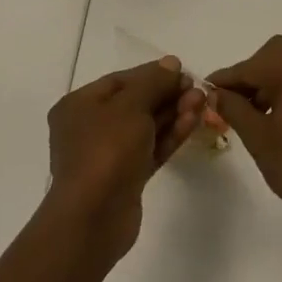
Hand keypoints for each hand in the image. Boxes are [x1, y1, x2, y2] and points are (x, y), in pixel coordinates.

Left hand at [45, 57, 206, 258]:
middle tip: (198, 90)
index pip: (121, 81)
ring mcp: (108, 154)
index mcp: (79, 105)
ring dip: (173, 113)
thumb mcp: (130, 106)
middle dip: (167, 95)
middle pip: (135, 103)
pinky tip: (192, 122)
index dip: (153, 74)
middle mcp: (90, 127)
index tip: (183, 71)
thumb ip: (153, 82)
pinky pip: (150, 148)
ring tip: (202, 103)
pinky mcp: (126, 177)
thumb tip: (171, 63)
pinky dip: (169, 135)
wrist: (94, 218)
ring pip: (145, 127)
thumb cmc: (106, 151)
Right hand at [209, 36, 281, 239]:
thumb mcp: (259, 138)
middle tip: (230, 103)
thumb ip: (233, 108)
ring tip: (250, 113)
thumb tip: (215, 93)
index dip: (225, 80)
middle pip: (272, 55)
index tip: (204, 91)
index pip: (250, 66)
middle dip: (249, 76)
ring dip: (267, 80)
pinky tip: (274, 114)